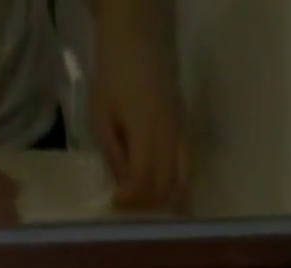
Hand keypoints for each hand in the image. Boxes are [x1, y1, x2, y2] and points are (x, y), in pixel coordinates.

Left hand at [90, 3, 190, 209]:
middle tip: (129, 205)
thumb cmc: (114, 75)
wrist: (139, 39)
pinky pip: (189, 170)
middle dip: (145, 203)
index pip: (142, 181)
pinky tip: (170, 196)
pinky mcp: (188, 133)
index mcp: (146, 132)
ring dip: (163, 200)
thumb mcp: (101, 116)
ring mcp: (182, 135)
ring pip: (180, 184)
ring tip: (147, 202)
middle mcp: (169, 137)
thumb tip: (123, 186)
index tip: (116, 203)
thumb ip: (113, 155)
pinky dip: (181, 188)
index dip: (129, 199)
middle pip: (163, 188)